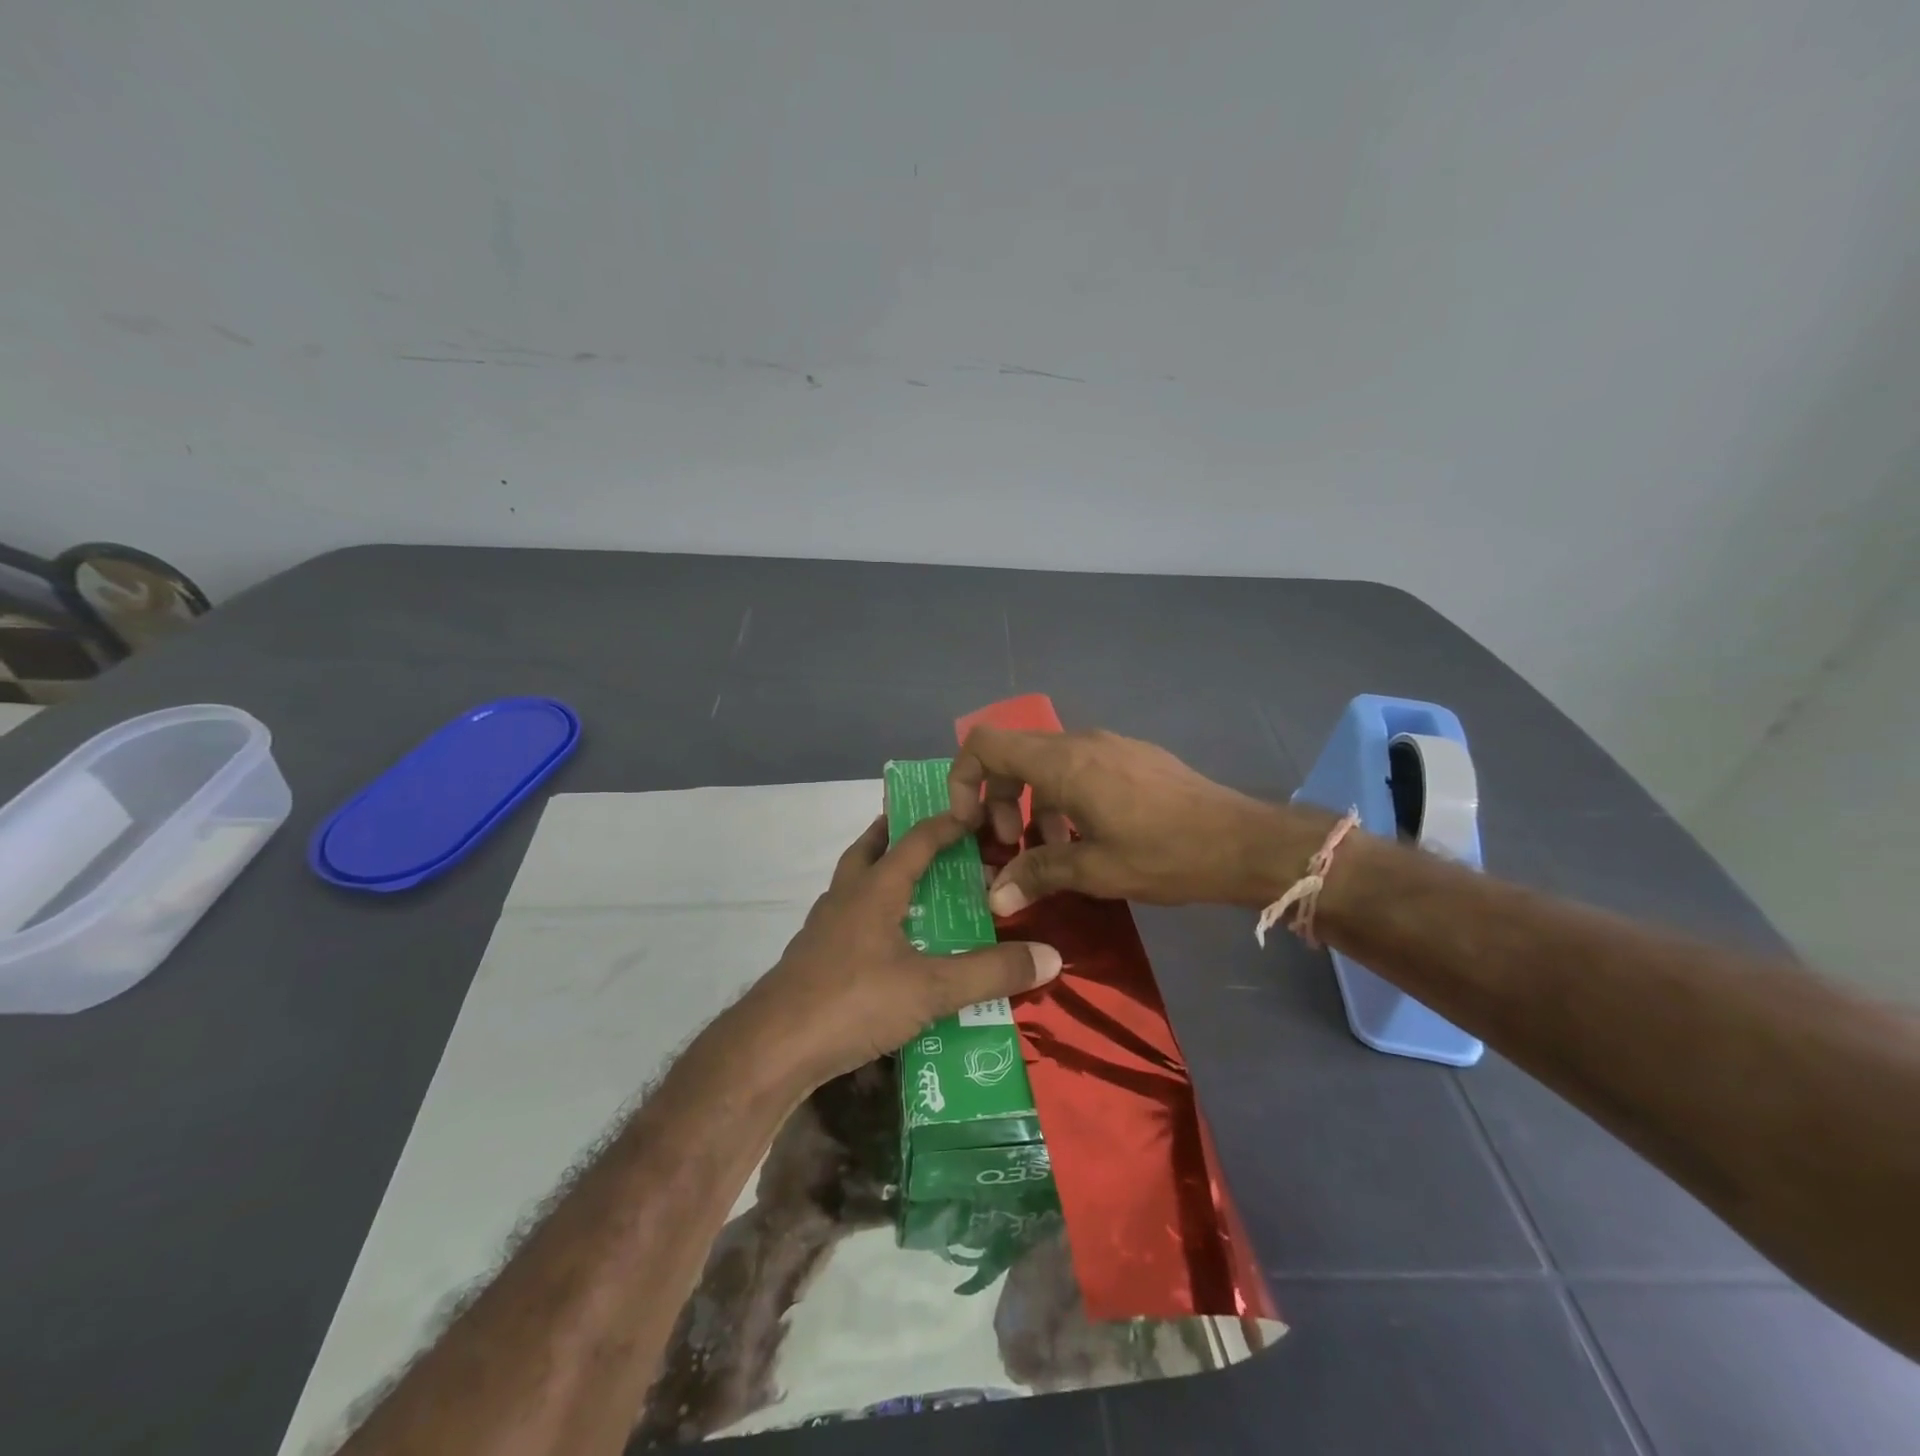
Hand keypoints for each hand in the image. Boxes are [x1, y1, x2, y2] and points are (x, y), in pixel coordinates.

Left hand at [744, 815, 1061, 1087]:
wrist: (771, 1048)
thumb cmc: (853, 1002)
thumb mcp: (931, 990)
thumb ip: (990, 973)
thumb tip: (1051, 956)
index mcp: (875, 889)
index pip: (915, 840)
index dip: (946, 824)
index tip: (975, 814)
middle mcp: (846, 898)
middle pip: (869, 848)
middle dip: (896, 833)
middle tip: (928, 833)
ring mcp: (824, 928)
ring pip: (853, 883)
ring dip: (880, 872)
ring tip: (911, 884)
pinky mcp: (813, 958)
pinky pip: (847, 918)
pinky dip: (870, 911)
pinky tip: (886, 941)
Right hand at [948, 726, 1316, 910]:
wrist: (1244, 842)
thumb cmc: (1165, 854)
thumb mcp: (1095, 870)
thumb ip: (1038, 873)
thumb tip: (995, 896)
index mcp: (1063, 763)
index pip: (985, 744)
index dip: (963, 779)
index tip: (971, 825)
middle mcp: (1080, 742)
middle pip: (1013, 755)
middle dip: (999, 800)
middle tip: (1013, 847)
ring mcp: (1109, 745)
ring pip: (1046, 764)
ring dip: (1034, 804)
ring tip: (1052, 852)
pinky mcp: (1131, 757)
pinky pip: (1078, 768)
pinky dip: (1063, 798)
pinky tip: (1087, 840)